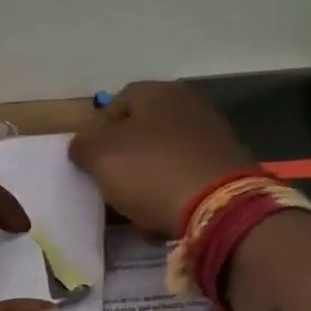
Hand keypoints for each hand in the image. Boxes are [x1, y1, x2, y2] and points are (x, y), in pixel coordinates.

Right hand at [69, 81, 253, 235]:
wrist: (221, 208)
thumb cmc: (151, 171)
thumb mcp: (99, 156)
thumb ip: (82, 146)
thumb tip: (83, 146)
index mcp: (158, 93)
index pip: (116, 103)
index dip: (97, 131)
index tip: (89, 160)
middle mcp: (189, 106)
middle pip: (142, 131)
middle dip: (124, 158)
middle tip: (110, 184)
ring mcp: (213, 137)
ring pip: (164, 157)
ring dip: (147, 180)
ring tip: (135, 209)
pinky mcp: (228, 168)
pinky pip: (187, 179)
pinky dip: (173, 194)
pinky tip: (163, 217)